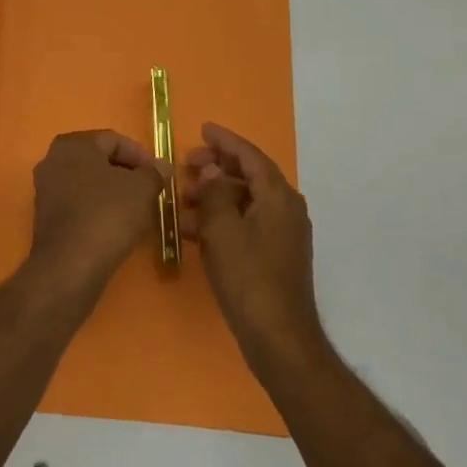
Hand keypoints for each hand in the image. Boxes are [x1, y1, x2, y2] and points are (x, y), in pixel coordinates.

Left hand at [27, 130, 168, 296]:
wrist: (70, 264)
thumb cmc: (108, 215)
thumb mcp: (142, 190)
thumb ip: (154, 173)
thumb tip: (161, 166)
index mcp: (73, 144)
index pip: (113, 139)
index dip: (140, 155)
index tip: (158, 175)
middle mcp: (52, 159)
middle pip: (98, 159)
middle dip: (125, 172)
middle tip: (149, 189)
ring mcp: (45, 188)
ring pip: (87, 182)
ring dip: (112, 191)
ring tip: (136, 208)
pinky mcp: (45, 215)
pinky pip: (77, 202)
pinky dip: (97, 207)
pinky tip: (115, 224)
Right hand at [182, 122, 326, 369]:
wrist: (278, 337)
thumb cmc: (248, 278)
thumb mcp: (222, 230)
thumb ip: (214, 194)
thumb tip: (210, 172)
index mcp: (278, 197)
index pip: (251, 157)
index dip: (226, 141)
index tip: (203, 128)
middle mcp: (285, 210)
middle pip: (249, 177)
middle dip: (216, 168)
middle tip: (187, 164)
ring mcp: (281, 235)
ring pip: (243, 202)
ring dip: (213, 197)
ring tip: (182, 199)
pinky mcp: (273, 256)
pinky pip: (244, 224)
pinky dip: (220, 221)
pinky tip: (192, 230)